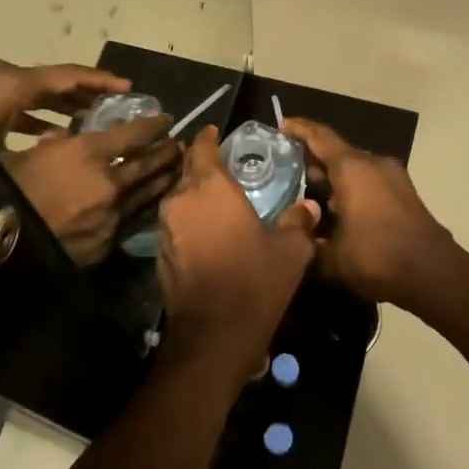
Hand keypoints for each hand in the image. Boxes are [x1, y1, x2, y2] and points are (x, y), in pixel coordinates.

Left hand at [0, 59, 129, 150]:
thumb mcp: (4, 160)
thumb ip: (47, 150)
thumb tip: (81, 150)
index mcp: (11, 85)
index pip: (66, 77)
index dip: (100, 82)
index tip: (129, 90)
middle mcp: (1, 79)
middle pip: (53, 81)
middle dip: (85, 94)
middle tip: (115, 109)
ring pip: (35, 92)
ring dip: (62, 105)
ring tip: (91, 122)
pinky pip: (18, 103)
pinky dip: (38, 114)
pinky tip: (52, 135)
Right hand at [7, 113, 179, 265]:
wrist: (1, 247)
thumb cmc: (7, 191)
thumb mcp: (27, 155)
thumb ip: (52, 145)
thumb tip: (63, 139)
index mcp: (88, 154)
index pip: (133, 134)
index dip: (153, 125)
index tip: (165, 120)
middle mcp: (110, 183)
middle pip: (149, 164)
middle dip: (166, 151)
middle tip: (177, 144)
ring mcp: (113, 215)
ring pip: (149, 193)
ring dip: (164, 178)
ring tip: (175, 170)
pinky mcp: (109, 242)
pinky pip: (135, 219)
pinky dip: (147, 207)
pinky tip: (153, 203)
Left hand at [156, 126, 318, 376]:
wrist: (213, 335)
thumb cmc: (255, 281)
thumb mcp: (290, 251)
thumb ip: (298, 222)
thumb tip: (309, 207)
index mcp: (210, 187)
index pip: (201, 147)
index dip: (209, 138)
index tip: (218, 133)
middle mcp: (180, 200)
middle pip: (187, 172)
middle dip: (202, 167)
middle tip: (225, 170)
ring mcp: (164, 228)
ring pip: (178, 199)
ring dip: (195, 197)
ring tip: (218, 202)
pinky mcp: (159, 254)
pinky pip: (175, 226)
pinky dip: (188, 223)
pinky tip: (207, 234)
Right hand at [283, 117, 461, 311]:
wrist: (434, 275)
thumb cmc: (377, 258)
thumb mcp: (331, 256)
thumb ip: (308, 241)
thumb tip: (297, 232)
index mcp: (352, 169)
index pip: (320, 137)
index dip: (299, 129)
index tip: (281, 124)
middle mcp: (373, 164)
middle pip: (337, 151)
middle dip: (313, 157)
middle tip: (286, 167)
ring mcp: (393, 177)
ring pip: (354, 167)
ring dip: (333, 175)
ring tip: (307, 189)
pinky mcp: (404, 194)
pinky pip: (369, 181)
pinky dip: (350, 186)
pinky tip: (335, 209)